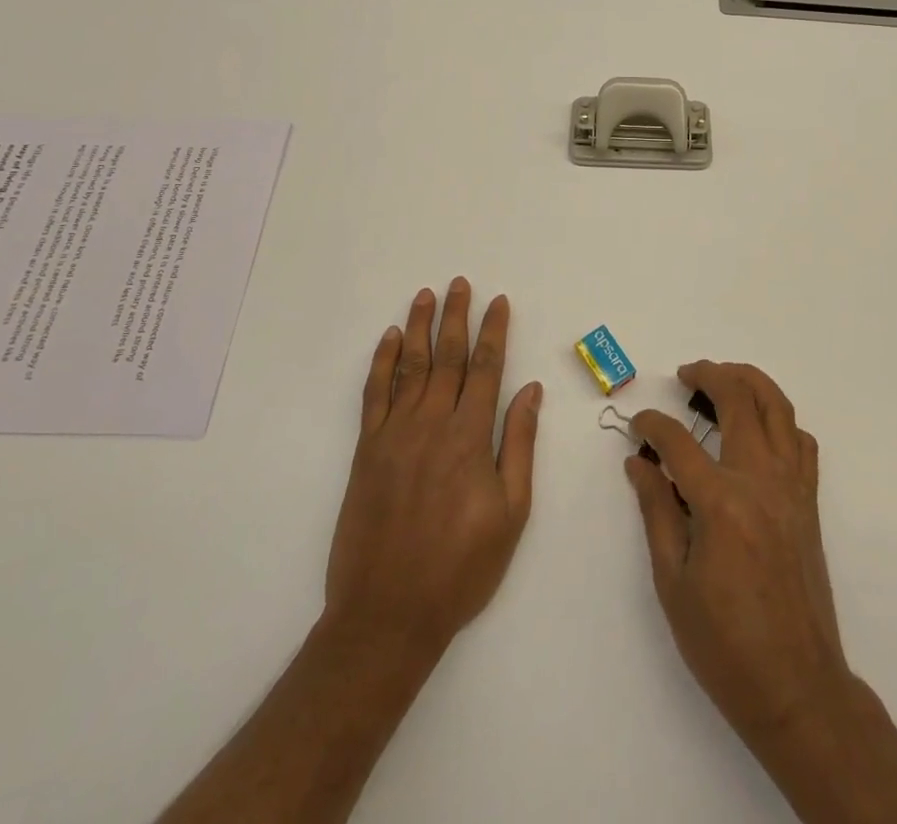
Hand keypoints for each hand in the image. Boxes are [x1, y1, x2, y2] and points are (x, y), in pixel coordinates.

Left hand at [325, 278, 542, 656]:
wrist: (387, 613)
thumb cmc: (461, 567)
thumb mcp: (510, 512)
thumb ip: (519, 444)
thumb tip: (530, 390)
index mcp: (470, 437)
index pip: (487, 368)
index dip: (494, 331)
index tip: (498, 301)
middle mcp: (432, 423)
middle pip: (447, 356)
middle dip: (456, 316)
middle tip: (459, 283)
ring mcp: (394, 433)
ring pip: (409, 365)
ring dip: (418, 327)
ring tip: (425, 295)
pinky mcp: (366, 450)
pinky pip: (373, 394)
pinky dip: (381, 362)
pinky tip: (388, 339)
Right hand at [626, 361, 848, 747]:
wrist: (798, 688)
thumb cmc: (725, 644)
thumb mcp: (673, 581)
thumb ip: (655, 510)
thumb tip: (638, 462)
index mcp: (720, 502)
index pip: (677, 441)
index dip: (651, 425)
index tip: (637, 426)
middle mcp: (760, 480)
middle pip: (738, 399)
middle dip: (708, 376)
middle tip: (686, 375)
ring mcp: (792, 487)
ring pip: (777, 407)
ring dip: (749, 382)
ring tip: (722, 379)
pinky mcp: (809, 501)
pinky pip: (800, 441)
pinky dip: (780, 420)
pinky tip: (758, 429)